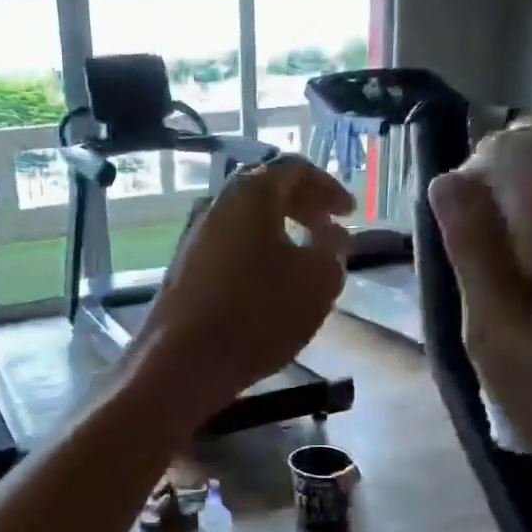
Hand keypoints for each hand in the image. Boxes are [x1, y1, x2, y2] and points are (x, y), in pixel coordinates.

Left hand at [135, 158, 351, 423]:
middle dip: (302, 207)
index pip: (295, 170)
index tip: (349, 212)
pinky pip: (228, 247)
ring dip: (277, 232)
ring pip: (244, 221)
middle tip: (328, 229)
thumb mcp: (318, 281)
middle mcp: (215, 204)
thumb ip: (332, 250)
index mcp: (250, 193)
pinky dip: (255, 253)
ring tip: (302, 260)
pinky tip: (268, 284)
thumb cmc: (258, 313)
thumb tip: (331, 236)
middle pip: (265, 191)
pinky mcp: (182, 269)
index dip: (328, 188)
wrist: (183, 360)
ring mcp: (192, 237)